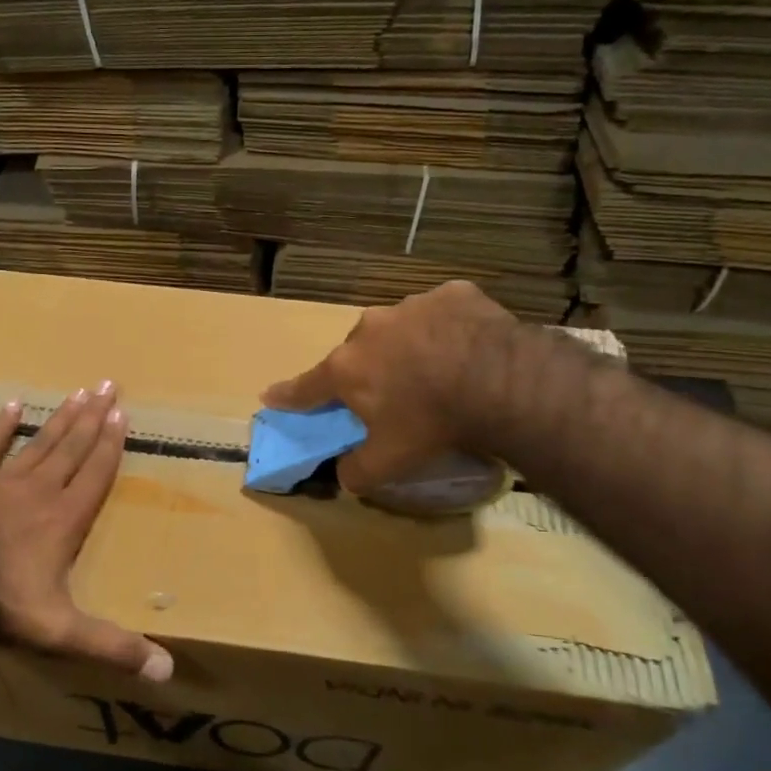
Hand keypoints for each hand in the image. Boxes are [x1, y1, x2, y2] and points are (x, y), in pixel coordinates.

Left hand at [0, 383, 171, 681]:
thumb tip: (167, 672)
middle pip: (72, 447)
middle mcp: (37, 491)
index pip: (95, 473)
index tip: (123, 414)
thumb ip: (112, 646)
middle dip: (93, 417)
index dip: (111, 444)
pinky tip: (12, 405)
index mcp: (64, 518)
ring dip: (61, 417)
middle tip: (109, 385)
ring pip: (38, 442)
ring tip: (79, 391)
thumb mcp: (61, 630)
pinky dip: (1, 428)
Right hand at [261, 281, 524, 494]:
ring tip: (438, 370)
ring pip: (400, 329)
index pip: (306, 387)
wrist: (500, 381)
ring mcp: (412, 305)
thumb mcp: (390, 462)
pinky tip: (469, 347)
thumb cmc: (433, 422)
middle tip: (392, 394)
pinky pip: (443, 313)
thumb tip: (343, 476)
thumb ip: (357, 472)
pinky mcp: (453, 294)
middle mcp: (370, 329)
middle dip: (368, 371)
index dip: (287, 395)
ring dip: (409, 346)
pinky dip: (448, 329)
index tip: (269, 395)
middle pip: (358, 353)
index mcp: (347, 368)